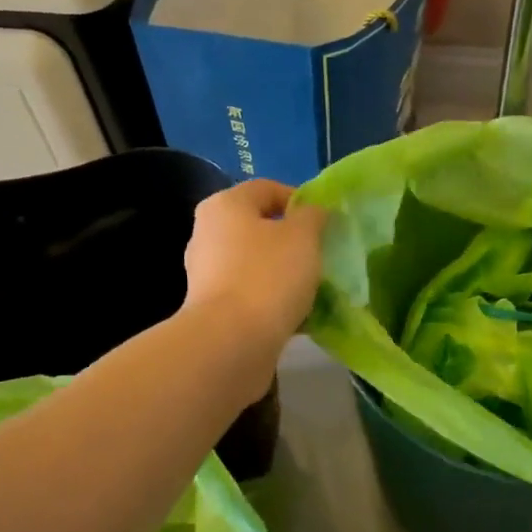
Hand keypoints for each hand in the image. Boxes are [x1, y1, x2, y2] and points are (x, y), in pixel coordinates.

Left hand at [183, 178, 327, 351]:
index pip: (267, 189)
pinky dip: (271, 298)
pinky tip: (296, 314)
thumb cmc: (268, 276)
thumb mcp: (303, 236)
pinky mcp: (212, 308)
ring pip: (254, 263)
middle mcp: (207, 233)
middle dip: (291, 240)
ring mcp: (206, 273)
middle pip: (258, 227)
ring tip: (312, 288)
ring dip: (282, 272)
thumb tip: (311, 212)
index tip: (325, 223)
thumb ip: (312, 216)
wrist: (231, 342)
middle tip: (321, 255)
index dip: (300, 200)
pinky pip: (249, 293)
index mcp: (225, 205)